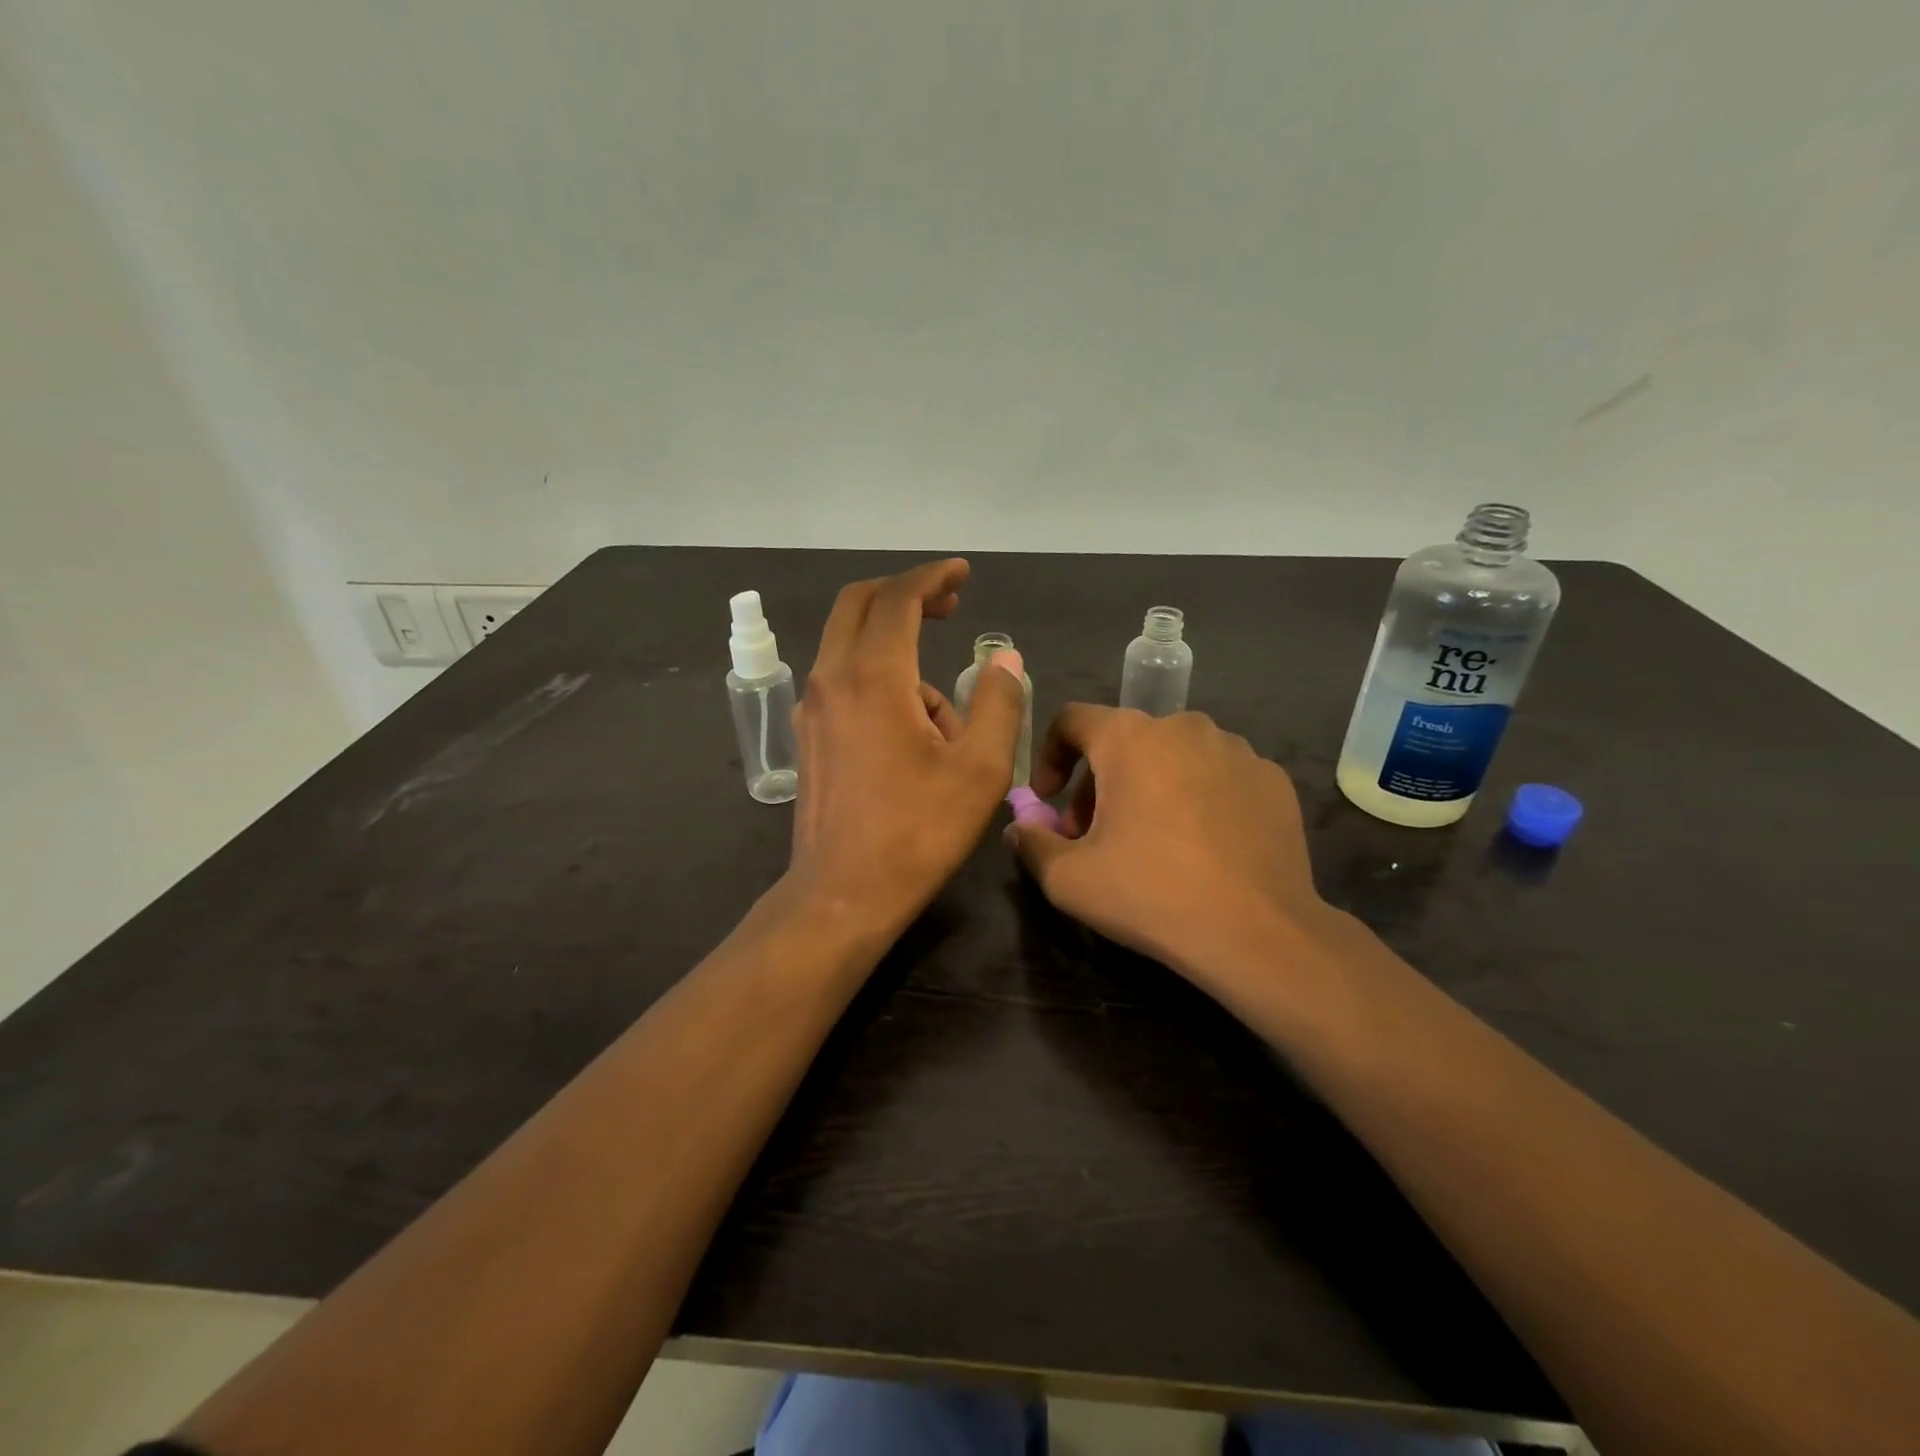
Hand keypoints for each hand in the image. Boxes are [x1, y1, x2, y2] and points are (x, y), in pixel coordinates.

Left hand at [787, 559, 1025, 935]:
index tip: (962, 574)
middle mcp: (832, 678)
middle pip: (859, 604)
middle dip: (905, 594)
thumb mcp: (980, 769)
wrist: (843, 893)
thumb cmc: (918, 832)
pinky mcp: (809, 734)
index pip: (899, 598)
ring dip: (900, 654)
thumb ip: (998, 702)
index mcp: (874, 677)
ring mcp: (813, 707)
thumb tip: (1004, 658)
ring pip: (853, 646)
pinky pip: (845, 681)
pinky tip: (913, 735)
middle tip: (948, 605)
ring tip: (948, 722)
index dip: (933, 577)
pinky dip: (880, 682)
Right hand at [1006, 706, 1337, 987]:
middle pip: (1123, 742)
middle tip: (1094, 836)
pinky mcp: (1273, 779)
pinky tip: (1202, 847)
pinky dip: (1197, 798)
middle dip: (1098, 784)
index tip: (1047, 800)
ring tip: (1151, 841)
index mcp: (1130, 737)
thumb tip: (1020, 827)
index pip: (1072, 720)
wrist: (1257, 933)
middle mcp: (1184, 726)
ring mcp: (1236, 750)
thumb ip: (1031, 843)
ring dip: (1148, 787)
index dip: (1049, 756)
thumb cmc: (1150, 893)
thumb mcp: (1068, 879)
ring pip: (1173, 757)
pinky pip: (1218, 776)